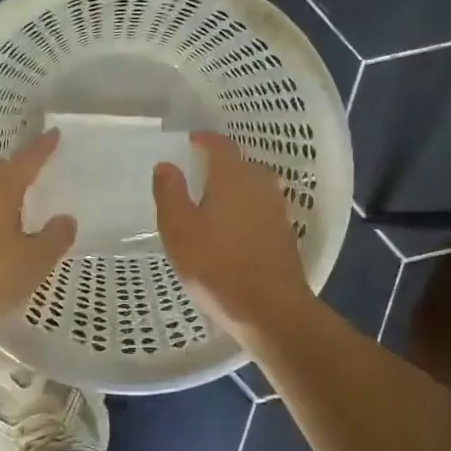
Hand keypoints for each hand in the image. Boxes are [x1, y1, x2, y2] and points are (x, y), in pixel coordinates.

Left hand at [0, 130, 76, 329]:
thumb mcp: (34, 260)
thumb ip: (55, 238)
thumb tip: (66, 220)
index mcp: (0, 186)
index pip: (28, 159)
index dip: (43, 147)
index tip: (54, 133)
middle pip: (1, 170)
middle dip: (20, 168)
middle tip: (39, 171)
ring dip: (1, 191)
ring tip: (20, 201)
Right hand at [153, 132, 312, 343]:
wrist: (271, 310)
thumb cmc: (217, 266)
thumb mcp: (179, 230)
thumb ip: (170, 193)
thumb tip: (166, 165)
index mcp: (233, 177)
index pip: (220, 145)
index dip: (204, 140)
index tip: (191, 141)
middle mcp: (260, 185)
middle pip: (241, 164)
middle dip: (220, 164)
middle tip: (199, 172)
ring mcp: (277, 210)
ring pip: (254, 186)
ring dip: (236, 187)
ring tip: (215, 200)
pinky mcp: (285, 234)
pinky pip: (262, 209)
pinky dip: (247, 209)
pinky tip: (234, 228)